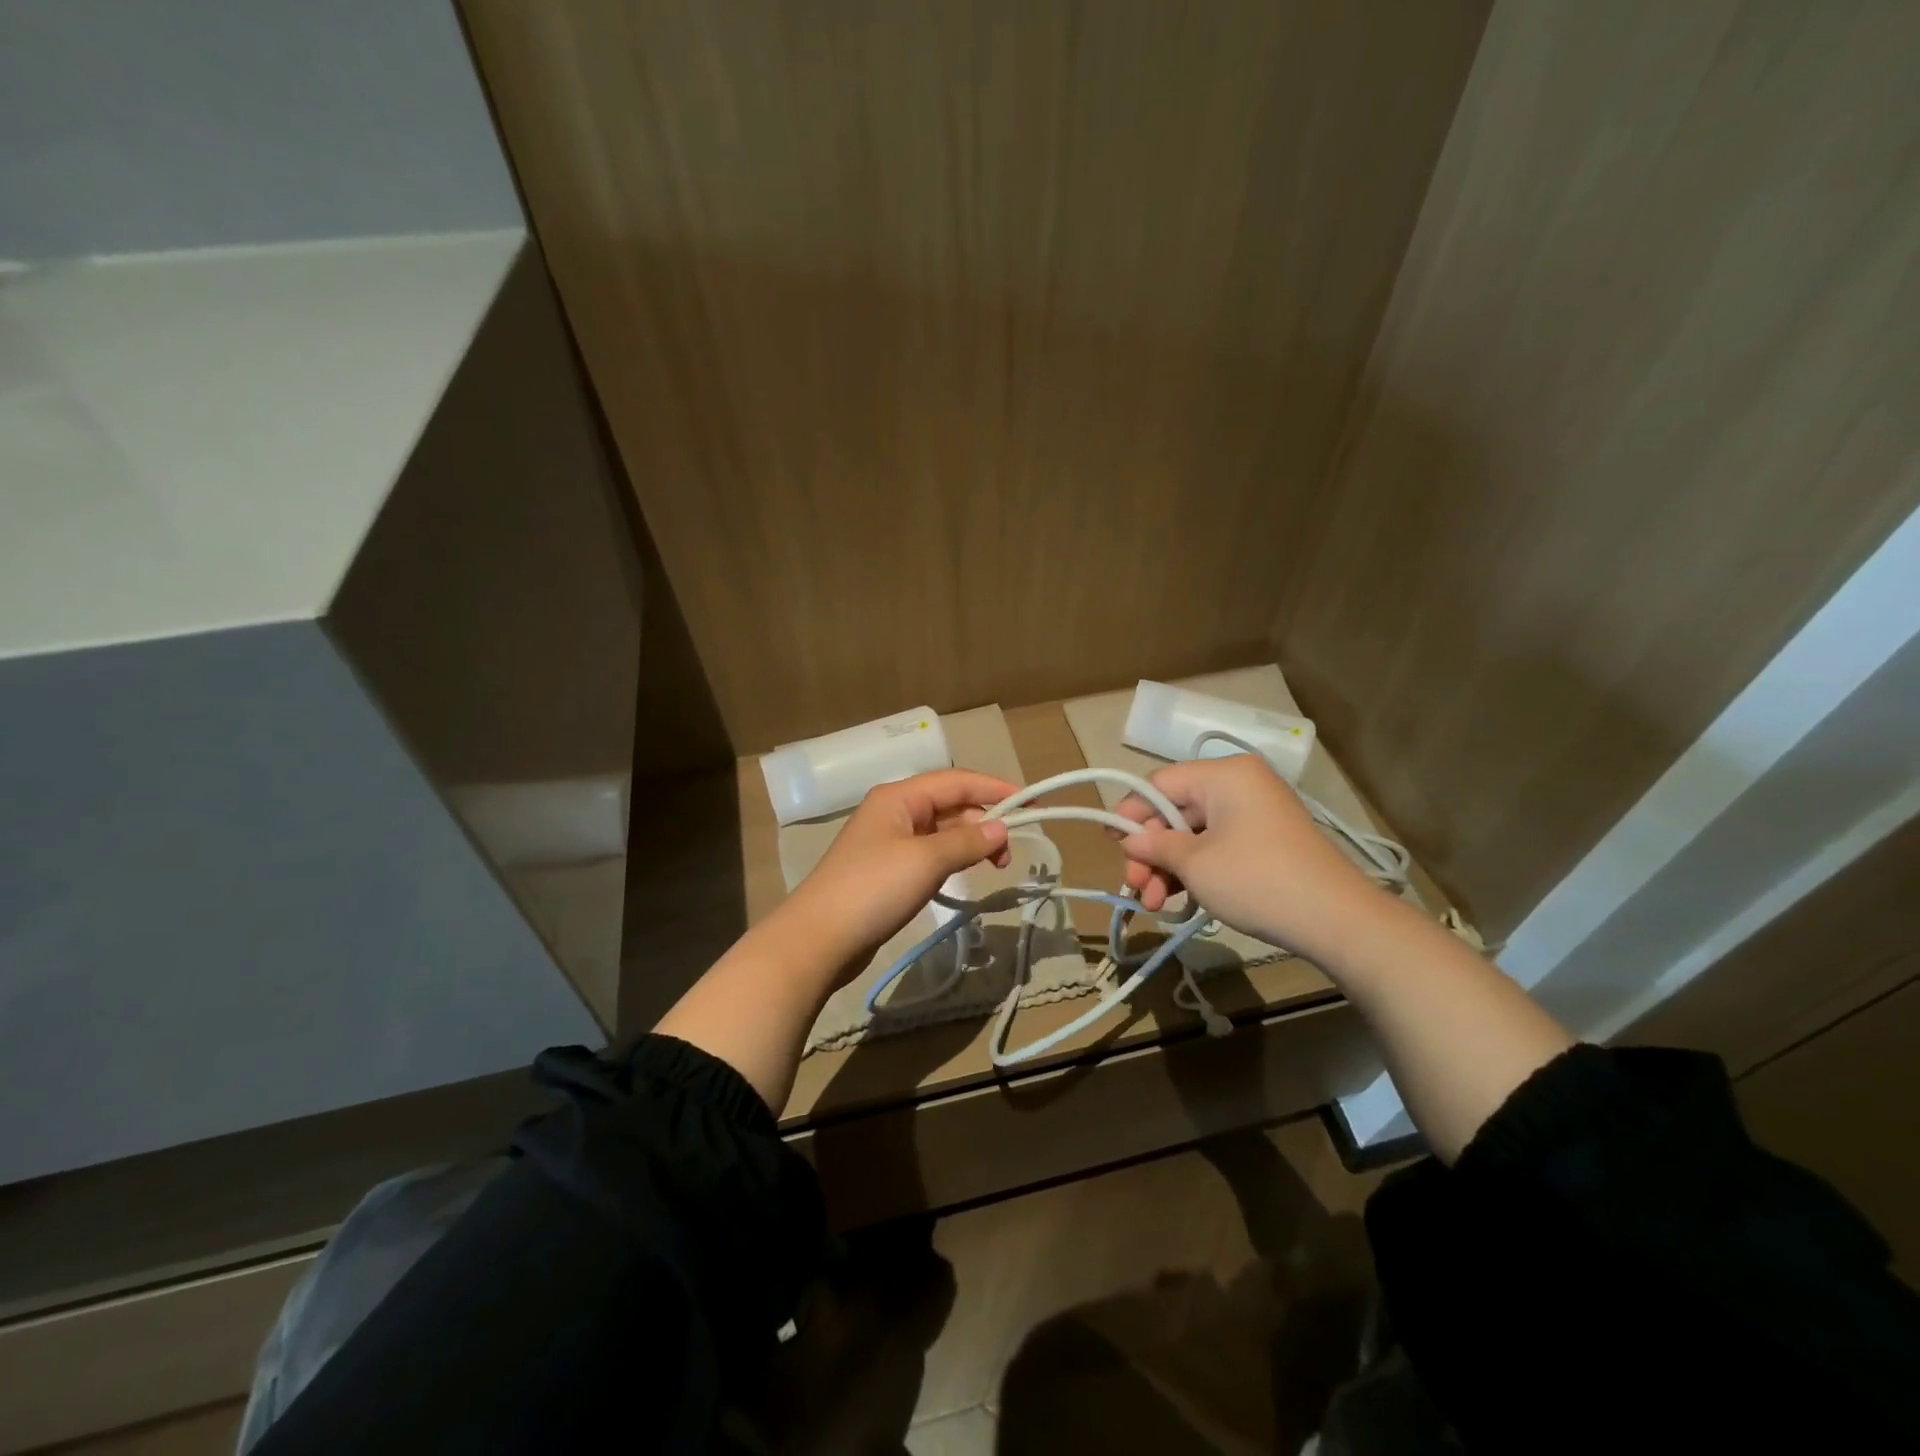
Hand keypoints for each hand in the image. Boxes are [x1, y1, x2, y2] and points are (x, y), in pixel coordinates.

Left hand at [781, 769, 1015, 978]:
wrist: (819, 938)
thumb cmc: (873, 889)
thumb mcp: (926, 860)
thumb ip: (967, 841)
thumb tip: (1001, 827)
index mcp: (899, 796)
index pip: (957, 780)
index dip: (996, 789)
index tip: (1031, 804)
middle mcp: (895, 811)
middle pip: (951, 804)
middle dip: (984, 821)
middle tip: (1009, 853)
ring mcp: (890, 841)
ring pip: (943, 830)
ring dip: (971, 842)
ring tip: (995, 866)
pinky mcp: (888, 870)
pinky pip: (931, 853)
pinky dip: (954, 858)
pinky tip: (966, 873)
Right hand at [1113, 755, 1385, 962]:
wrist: (1336, 920)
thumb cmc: (1256, 880)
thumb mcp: (1195, 864)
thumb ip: (1155, 846)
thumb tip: (1128, 839)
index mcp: (1224, 775)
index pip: (1159, 785)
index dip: (1131, 814)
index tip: (1113, 846)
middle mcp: (1240, 784)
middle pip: (1175, 811)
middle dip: (1151, 852)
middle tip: (1136, 888)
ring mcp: (1255, 813)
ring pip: (1194, 833)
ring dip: (1169, 867)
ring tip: (1154, 904)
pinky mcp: (1265, 840)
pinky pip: (1217, 845)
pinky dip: (1195, 869)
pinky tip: (1179, 899)